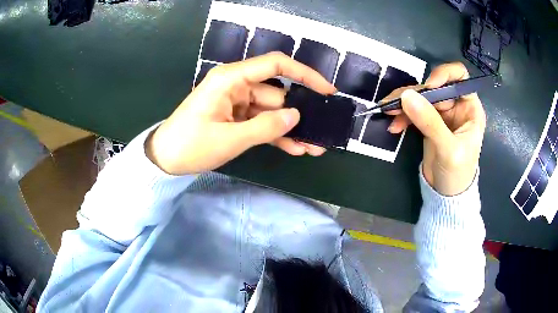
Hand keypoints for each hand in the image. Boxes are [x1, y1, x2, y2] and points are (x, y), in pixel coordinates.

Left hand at [145, 52, 335, 174]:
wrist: (165, 159)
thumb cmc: (190, 145)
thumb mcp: (229, 139)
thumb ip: (265, 127)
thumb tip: (296, 116)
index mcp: (231, 79)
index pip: (276, 65)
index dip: (305, 74)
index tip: (327, 90)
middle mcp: (237, 85)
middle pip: (277, 94)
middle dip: (299, 113)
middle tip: (321, 132)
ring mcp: (237, 102)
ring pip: (272, 112)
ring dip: (290, 129)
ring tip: (313, 147)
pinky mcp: (235, 118)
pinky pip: (261, 123)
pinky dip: (275, 135)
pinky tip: (295, 148)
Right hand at [384, 63, 485, 195]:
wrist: (446, 194)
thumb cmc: (457, 173)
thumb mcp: (448, 149)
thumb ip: (430, 123)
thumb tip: (406, 96)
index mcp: (470, 108)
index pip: (460, 77)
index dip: (444, 75)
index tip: (428, 86)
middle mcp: (456, 106)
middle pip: (435, 86)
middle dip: (416, 93)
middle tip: (395, 103)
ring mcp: (441, 113)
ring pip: (421, 97)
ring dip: (403, 103)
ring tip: (388, 112)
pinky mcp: (429, 122)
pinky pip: (413, 111)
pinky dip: (402, 116)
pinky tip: (394, 126)